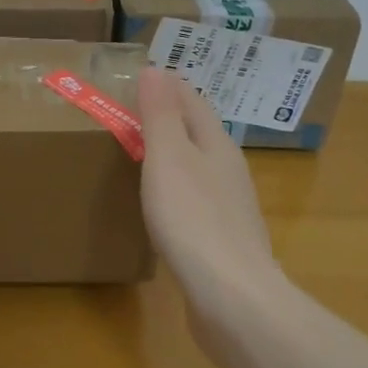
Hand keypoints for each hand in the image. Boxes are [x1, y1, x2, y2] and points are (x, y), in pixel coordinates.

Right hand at [137, 67, 282, 349]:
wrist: (232, 299)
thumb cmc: (193, 219)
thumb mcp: (168, 158)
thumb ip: (161, 114)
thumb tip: (156, 69)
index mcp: (216, 145)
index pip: (193, 101)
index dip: (168, 86)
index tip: (141, 75)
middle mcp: (228, 171)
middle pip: (199, 132)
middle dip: (171, 116)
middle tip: (134, 108)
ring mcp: (229, 208)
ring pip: (199, 167)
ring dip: (174, 153)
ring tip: (143, 150)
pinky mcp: (222, 242)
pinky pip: (196, 200)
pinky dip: (176, 189)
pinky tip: (162, 204)